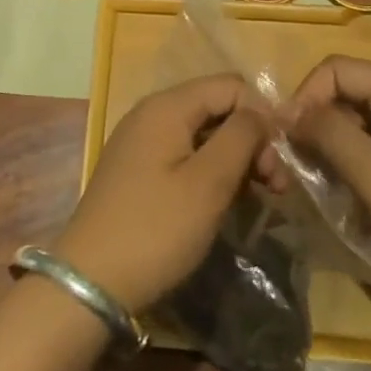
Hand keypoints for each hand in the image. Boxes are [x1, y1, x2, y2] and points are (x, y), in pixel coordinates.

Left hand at [55, 74, 266, 314]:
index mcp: (167, 106)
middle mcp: (152, 114)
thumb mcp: (208, 182)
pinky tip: (226, 202)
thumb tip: (262, 112)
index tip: (279, 160)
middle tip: (276, 186)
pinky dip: (211, 172)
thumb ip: (241, 136)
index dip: (262, 115)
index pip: (230, 86)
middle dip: (251, 140)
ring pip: (203, 134)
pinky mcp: (138, 171)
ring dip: (235, 159)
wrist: (90, 283)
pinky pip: (185, 155)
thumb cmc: (156, 229)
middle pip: (217, 108)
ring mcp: (142, 143)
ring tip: (260, 197)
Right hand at [286, 56, 370, 326]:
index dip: (305, 95)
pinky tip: (345, 206)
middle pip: (345, 96)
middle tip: (293, 169)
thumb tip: (288, 111)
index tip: (286, 139)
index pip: (336, 69)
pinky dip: (351, 173)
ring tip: (315, 191)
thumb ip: (331, 137)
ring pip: (356, 129)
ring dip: (329, 153)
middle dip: (313, 126)